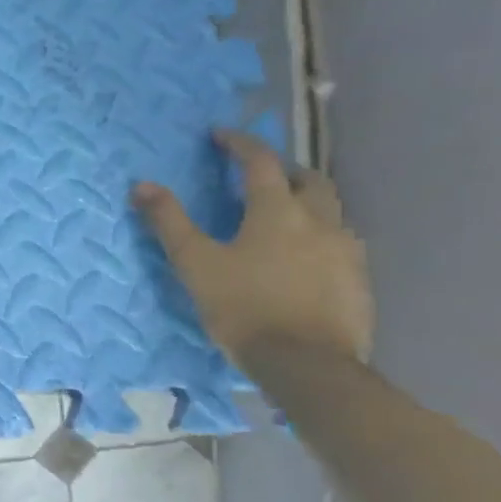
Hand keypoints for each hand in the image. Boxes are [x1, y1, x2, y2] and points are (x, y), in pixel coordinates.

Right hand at [133, 130, 372, 368]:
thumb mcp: (195, 263)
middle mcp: (319, 222)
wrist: (307, 365)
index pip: (261, 162)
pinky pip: (340, 243)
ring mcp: (346, 252)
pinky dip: (318, 235)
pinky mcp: (359, 281)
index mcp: (278, 211)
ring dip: (305, 202)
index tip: (220, 135)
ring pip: (330, 211)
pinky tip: (302, 257)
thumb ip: (170, 222)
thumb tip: (142, 185)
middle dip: (283, 169)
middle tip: (258, 174)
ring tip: (280, 216)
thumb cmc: (243, 307)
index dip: (240, 144)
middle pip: (309, 179)